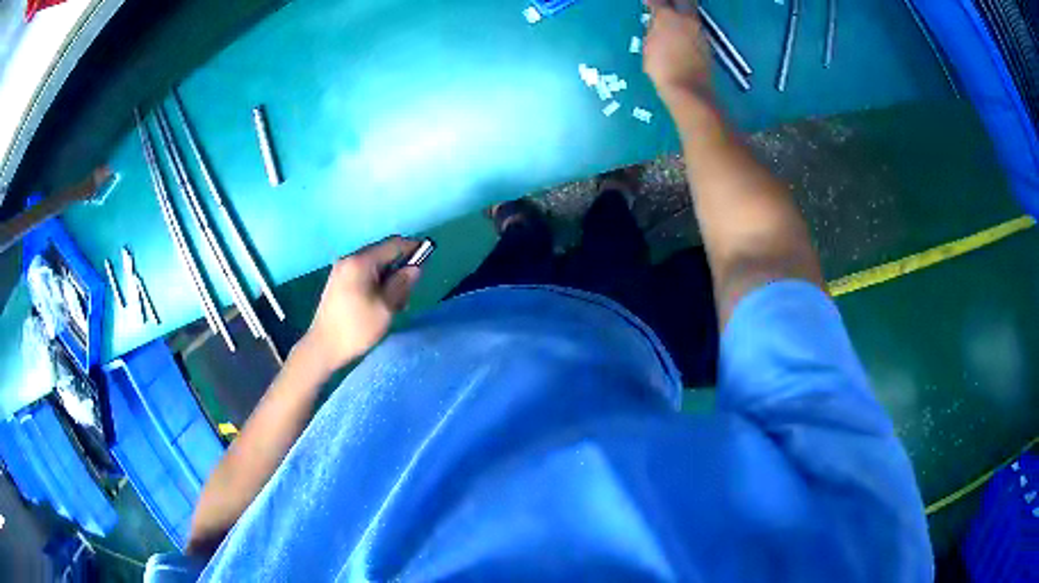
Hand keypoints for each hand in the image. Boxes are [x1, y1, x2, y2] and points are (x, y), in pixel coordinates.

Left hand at [300, 236, 422, 373]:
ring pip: (374, 265)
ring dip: (389, 277)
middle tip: (408, 293)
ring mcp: (342, 270)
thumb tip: (415, 267)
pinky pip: (364, 273)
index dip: (413, 247)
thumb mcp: (386, 307)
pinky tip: (380, 302)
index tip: (429, 257)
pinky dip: (377, 282)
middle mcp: (349, 259)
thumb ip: (402, 283)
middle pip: (383, 253)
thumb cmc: (356, 328)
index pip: (393, 244)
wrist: (323, 347)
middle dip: (400, 267)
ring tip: (394, 303)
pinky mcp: (338, 281)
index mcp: (361, 262)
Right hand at [642, 0, 713, 105]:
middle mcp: (687, 20)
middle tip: (665, 5)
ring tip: (673, 17)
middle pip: (684, 1)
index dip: (652, 1)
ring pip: (691, 14)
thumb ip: (653, 29)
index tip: (647, 2)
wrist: (688, 89)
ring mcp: (700, 32)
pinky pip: (696, 27)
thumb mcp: (649, 46)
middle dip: (675, 2)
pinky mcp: (707, 44)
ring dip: (682, 12)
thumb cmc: (662, 68)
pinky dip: (688, 26)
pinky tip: (682, 32)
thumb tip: (656, 22)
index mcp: (668, 17)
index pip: (659, 1)